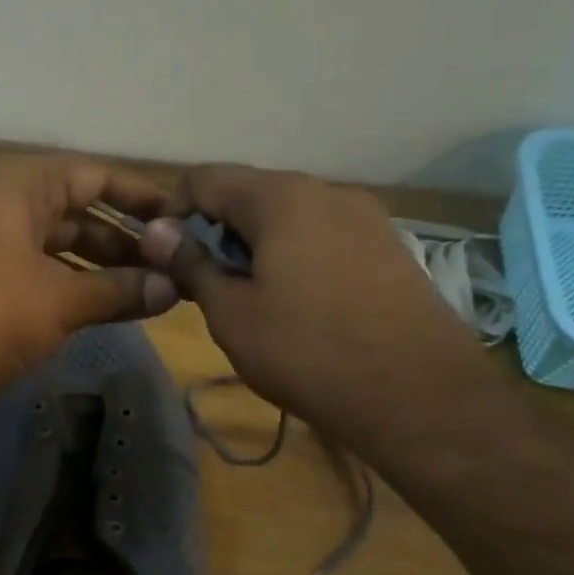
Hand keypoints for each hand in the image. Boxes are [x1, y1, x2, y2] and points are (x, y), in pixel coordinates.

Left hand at [0, 153, 178, 421]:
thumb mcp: (61, 300)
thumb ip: (119, 291)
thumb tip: (173, 289)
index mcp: (18, 186)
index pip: (93, 174)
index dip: (139, 195)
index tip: (179, 218)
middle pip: (74, 212)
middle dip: (122, 240)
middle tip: (168, 267)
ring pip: (53, 249)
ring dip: (97, 269)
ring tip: (144, 293)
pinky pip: (33, 276)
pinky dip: (66, 289)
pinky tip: (98, 310)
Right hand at [140, 165, 488, 441]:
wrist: (416, 395)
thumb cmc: (305, 351)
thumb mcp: (231, 313)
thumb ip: (191, 264)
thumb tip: (157, 232)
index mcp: (281, 197)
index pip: (205, 179)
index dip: (172, 212)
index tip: (163, 257)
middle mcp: (327, 191)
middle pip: (250, 193)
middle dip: (216, 231)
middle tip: (203, 284)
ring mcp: (366, 218)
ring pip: (289, 216)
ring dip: (255, 245)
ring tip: (249, 298)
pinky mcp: (389, 248)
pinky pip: (324, 237)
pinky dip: (294, 256)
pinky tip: (296, 304)